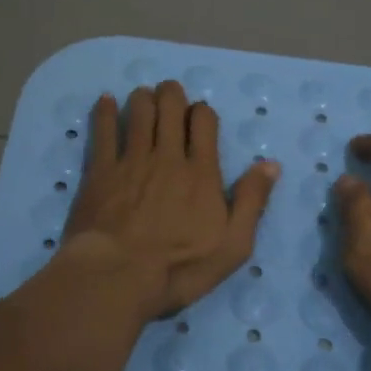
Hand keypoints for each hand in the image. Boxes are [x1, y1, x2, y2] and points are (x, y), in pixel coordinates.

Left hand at [63, 82, 280, 320]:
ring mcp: (131, 160)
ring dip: (144, 98)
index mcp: (201, 173)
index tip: (199, 115)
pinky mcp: (100, 170)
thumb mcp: (232, 246)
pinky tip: (105, 100)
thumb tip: (270, 164)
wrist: (117, 276)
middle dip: (172, 94)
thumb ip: (251, 202)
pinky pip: (104, 130)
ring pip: (139, 112)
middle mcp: (167, 156)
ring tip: (144, 96)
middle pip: (170, 108)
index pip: (204, 122)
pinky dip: (105, 111)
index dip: (202, 112)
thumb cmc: (179, 268)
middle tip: (169, 94)